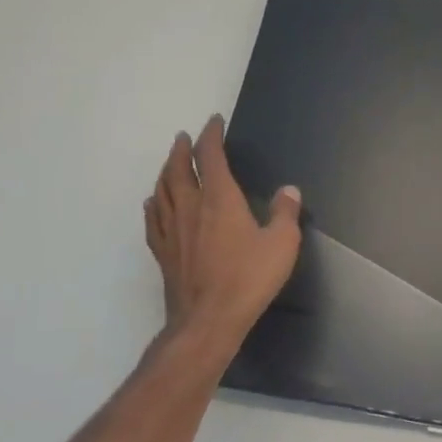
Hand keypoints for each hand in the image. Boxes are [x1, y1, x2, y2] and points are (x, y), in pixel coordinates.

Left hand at [144, 116, 300, 348]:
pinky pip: (153, 219)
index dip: (211, 136)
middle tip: (184, 138)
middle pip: (177, 169)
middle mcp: (190, 207)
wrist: (209, 319)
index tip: (214, 123)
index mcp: (219, 199)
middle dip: (181, 150)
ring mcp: (172, 230)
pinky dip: (153, 204)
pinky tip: (153, 203)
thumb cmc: (249, 278)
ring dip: (165, 172)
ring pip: (162, 191)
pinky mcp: (164, 252)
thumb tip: (288, 191)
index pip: (210, 157)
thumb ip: (285, 213)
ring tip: (169, 164)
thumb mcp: (282, 244)